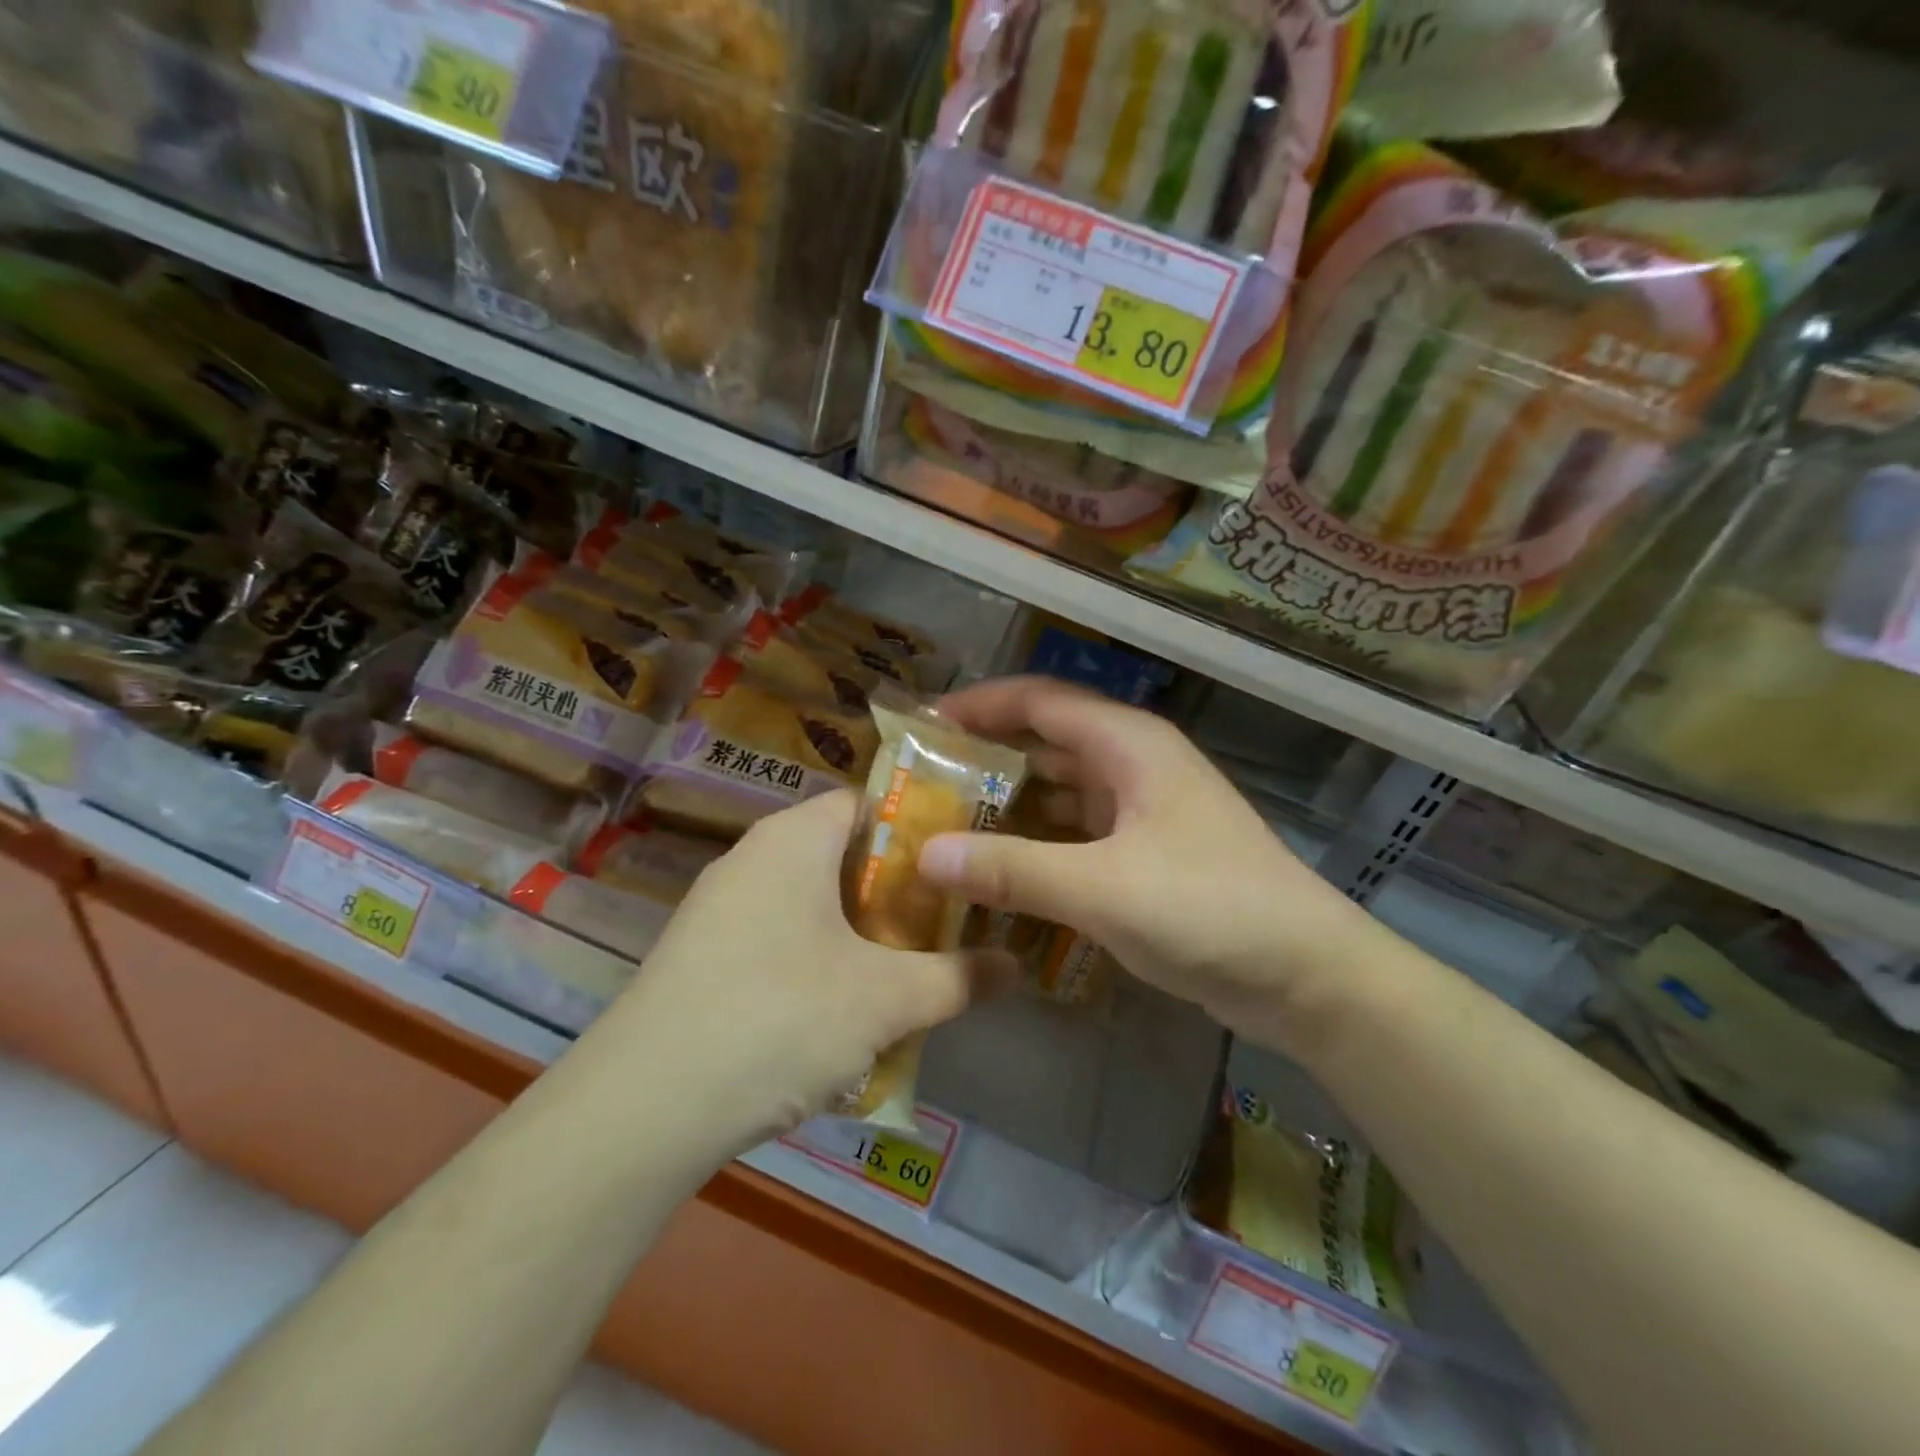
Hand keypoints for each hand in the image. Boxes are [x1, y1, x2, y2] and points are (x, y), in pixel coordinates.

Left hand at [595, 791, 1009, 1155]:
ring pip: (811, 904)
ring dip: (859, 936)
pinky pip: (777, 941)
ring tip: (903, 977)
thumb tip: (1019, 966)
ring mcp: (719, 908)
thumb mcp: (885, 1000)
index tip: (961, 866)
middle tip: (944, 928)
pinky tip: (839, 1019)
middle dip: (896, 893)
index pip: (869, 803)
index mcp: (794, 838)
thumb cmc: (780, 1017)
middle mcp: (752, 857)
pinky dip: (817, 964)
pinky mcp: (701, 957)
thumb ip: (958, 977)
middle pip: (842, 855)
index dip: (921, 828)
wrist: (644, 1107)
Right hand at [915, 677, 1386, 1049]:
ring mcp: (1142, 811)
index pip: (1038, 700)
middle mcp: (1133, 765)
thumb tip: (924, 854)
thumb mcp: (1101, 888)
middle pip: (1045, 743)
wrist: (1307, 974)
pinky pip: (1076, 835)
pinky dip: (1037, 845)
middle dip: (984, 758)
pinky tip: (998, 872)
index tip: (920, 726)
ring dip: (1008, 806)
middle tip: (920, 784)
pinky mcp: (1146, 855)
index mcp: (1127, 744)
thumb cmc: (1209, 908)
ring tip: (946, 827)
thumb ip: (1011, 869)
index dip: (977, 705)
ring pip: (1059, 792)